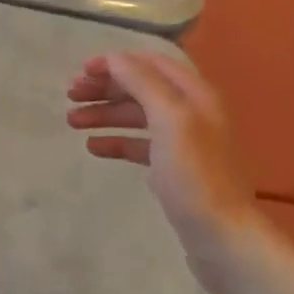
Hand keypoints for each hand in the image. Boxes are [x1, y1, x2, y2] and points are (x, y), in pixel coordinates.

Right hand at [65, 52, 262, 293]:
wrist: (222, 237)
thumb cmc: (194, 175)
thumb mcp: (170, 119)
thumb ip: (143, 82)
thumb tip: (115, 57)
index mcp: (194, 94)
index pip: (151, 63)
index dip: (116, 62)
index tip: (82, 71)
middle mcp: (191, 112)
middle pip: (142, 88)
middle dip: (106, 88)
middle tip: (71, 96)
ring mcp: (183, 142)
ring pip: (138, 117)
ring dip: (106, 114)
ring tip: (72, 121)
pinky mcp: (175, 170)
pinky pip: (141, 146)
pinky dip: (117, 142)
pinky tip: (94, 147)